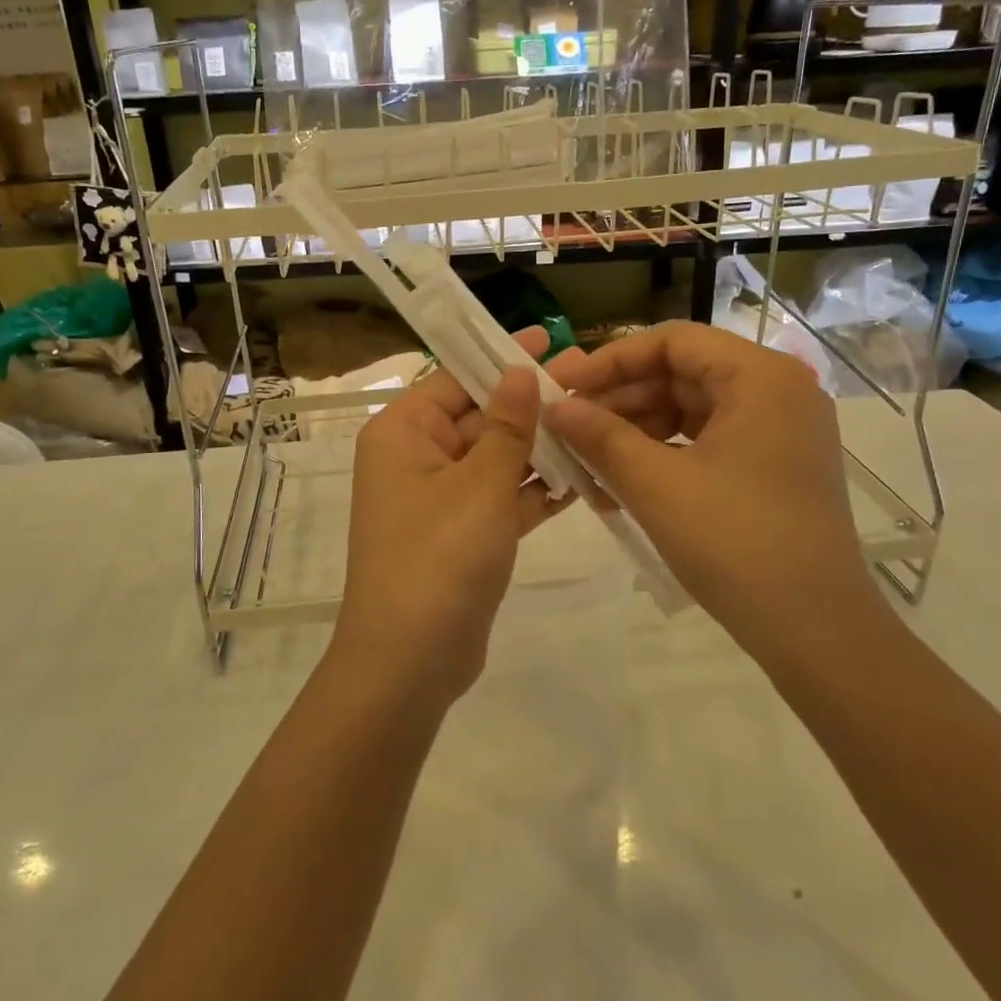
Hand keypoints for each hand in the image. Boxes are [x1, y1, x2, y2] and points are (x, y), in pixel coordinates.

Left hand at [331, 330, 576, 709]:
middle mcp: (416, 457)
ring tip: (597, 422)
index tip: (550, 339)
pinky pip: (501, 498)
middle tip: (589, 381)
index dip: (501, 356)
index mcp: (403, 432)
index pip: (455, 377)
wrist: (409, 662)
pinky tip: (584, 475)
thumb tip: (519, 371)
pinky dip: (535, 490)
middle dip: (530, 404)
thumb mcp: (480, 485)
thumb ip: (507, 427)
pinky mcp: (462, 534)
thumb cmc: (439, 558)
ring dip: (539, 447)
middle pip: (479, 416)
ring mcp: (439, 499)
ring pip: (495, 459)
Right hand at [542, 321, 883, 663]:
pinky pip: (705, 441)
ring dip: (634, 430)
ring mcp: (778, 430)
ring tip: (584, 458)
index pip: (672, 341)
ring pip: (689, 409)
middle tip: (566, 424)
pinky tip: (618, 480)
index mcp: (760, 377)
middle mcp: (777, 391)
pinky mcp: (772, 466)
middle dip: (619, 399)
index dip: (612, 360)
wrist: (816, 631)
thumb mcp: (655, 484)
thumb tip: (554, 407)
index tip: (565, 386)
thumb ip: (599, 436)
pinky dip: (662, 454)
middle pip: (681, 373)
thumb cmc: (735, 543)